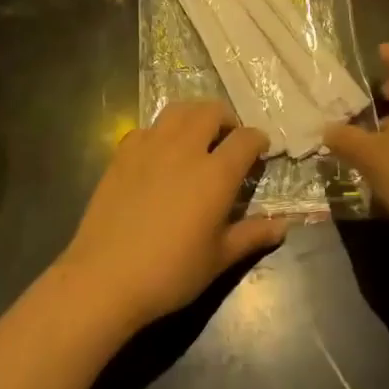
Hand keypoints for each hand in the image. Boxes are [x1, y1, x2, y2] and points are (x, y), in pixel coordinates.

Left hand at [56, 101, 285, 333]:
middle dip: (226, 119)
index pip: (245, 139)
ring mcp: (150, 145)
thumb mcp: (218, 259)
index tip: (260, 150)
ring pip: (179, 110)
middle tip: (229, 139)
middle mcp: (185, 148)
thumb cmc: (170, 273)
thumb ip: (251, 235)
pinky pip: (148, 128)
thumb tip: (283, 226)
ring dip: (195, 116)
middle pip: (211, 111)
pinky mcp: (123, 152)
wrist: (105, 278)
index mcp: (215, 173)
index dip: (258, 140)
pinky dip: (162, 132)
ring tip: (197, 135)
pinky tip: (160, 153)